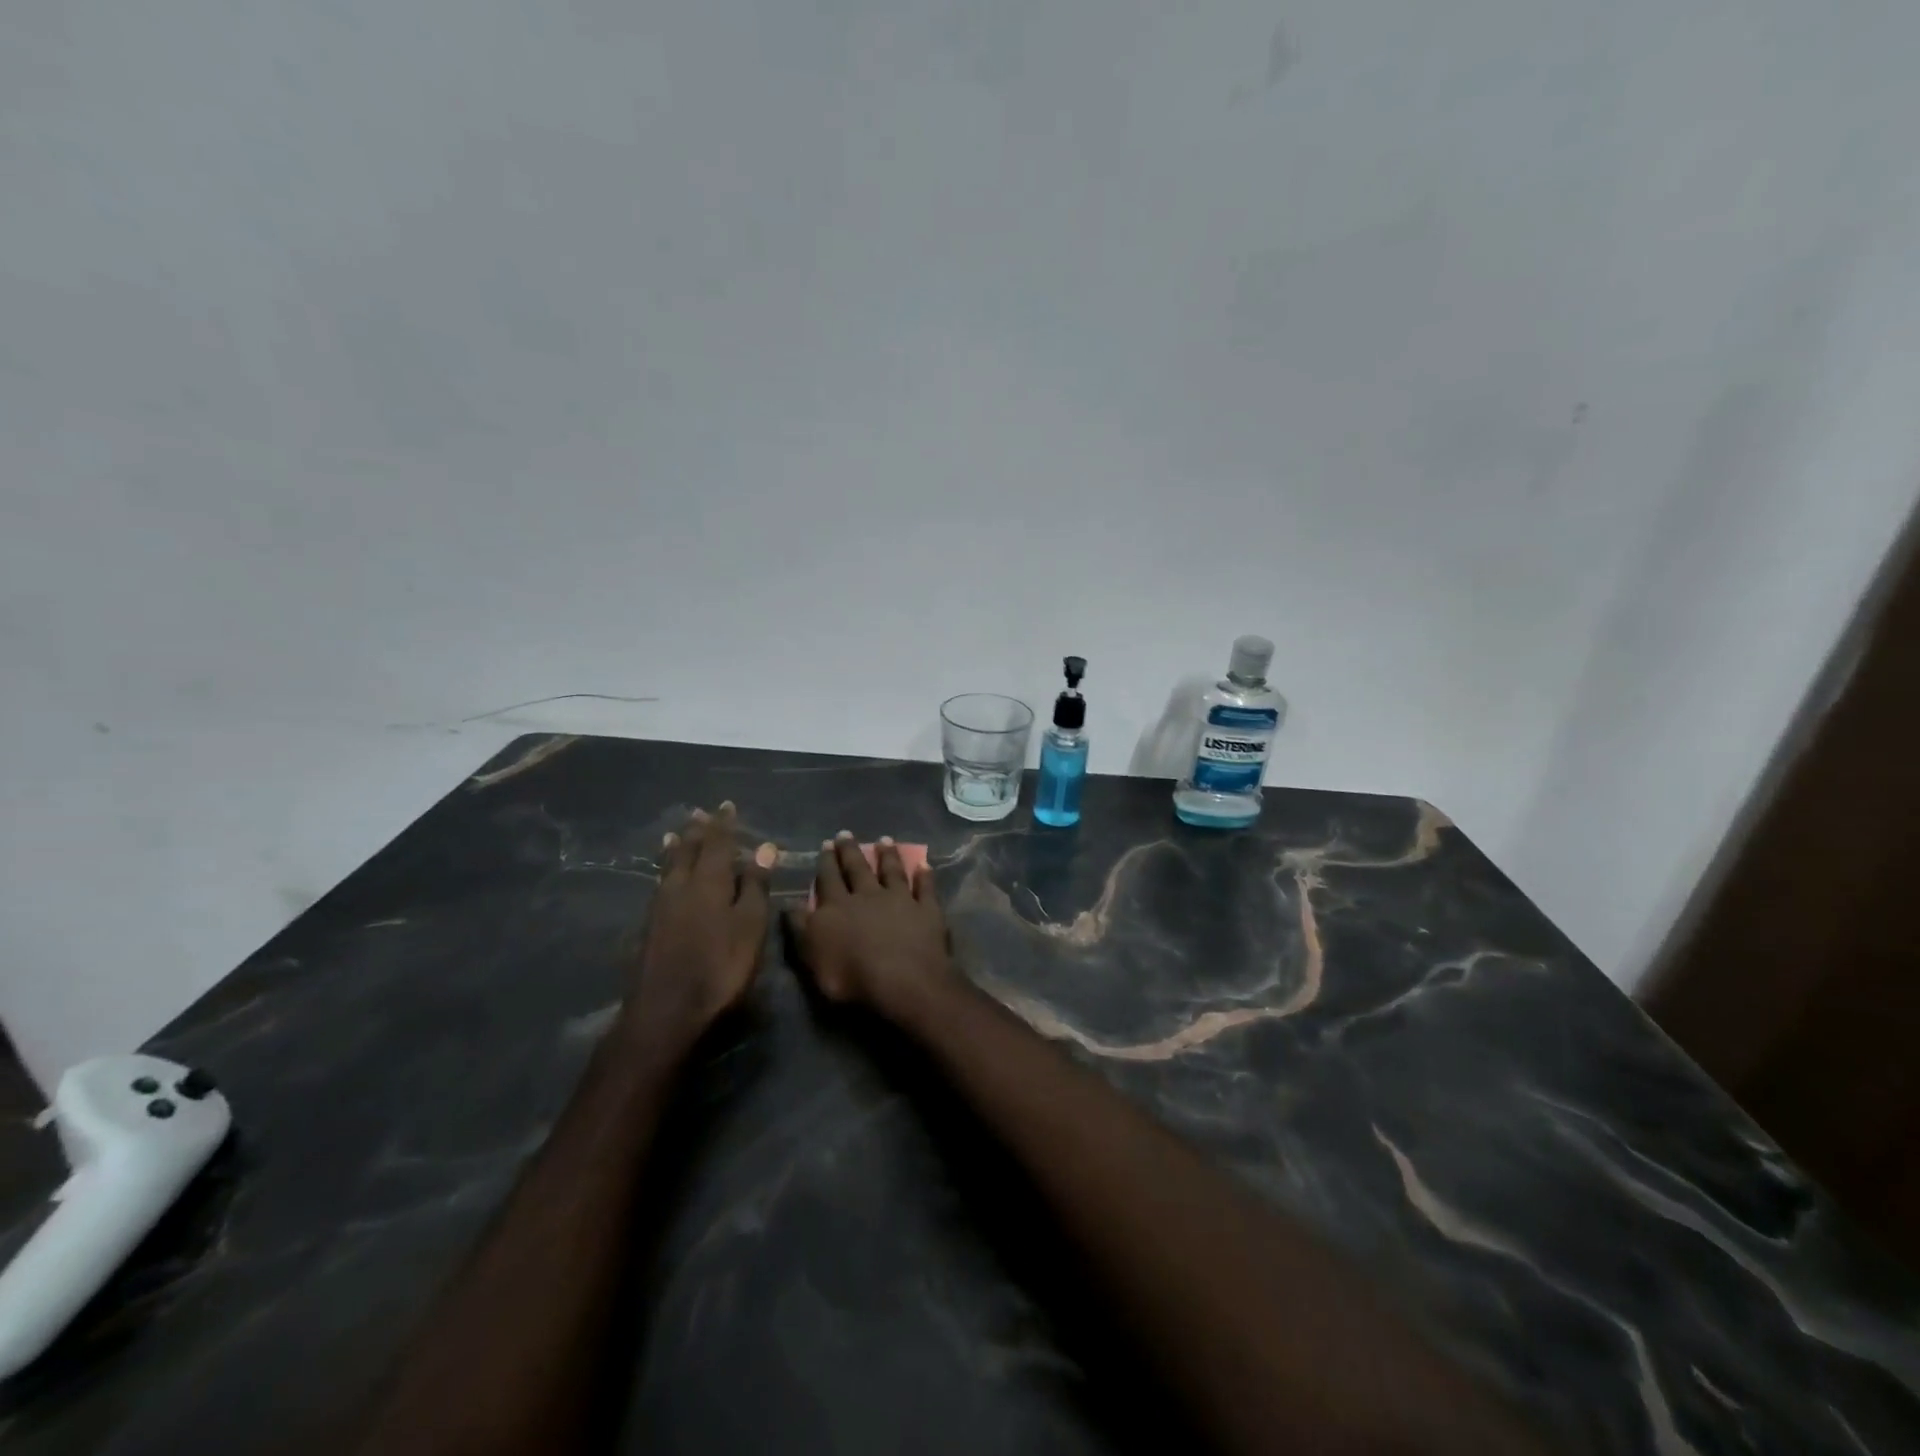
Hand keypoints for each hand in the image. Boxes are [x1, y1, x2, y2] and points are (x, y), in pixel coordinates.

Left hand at [626, 804, 774, 1055]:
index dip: (723, 824)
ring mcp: (661, 907)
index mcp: (709, 883)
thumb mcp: (750, 927)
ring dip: (676, 847)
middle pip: (688, 850)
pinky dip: (665, 869)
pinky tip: (664, 877)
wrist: (666, 1012)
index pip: (718, 844)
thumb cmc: (720, 968)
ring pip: (669, 866)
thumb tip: (764, 847)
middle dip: (697, 831)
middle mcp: (681, 887)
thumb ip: (755, 886)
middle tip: (699, 813)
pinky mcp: (649, 927)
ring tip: (674, 834)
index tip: (726, 805)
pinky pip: (660, 883)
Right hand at [788, 832, 956, 1022]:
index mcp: (838, 907)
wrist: (902, 981)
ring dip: (888, 855)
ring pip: (892, 872)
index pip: (828, 879)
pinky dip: (925, 877)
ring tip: (884, 840)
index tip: (825, 843)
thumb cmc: (851, 977)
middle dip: (851, 851)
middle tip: (846, 833)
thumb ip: (800, 928)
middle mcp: (868, 896)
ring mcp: (900, 900)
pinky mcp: (927, 910)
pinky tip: (924, 865)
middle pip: (858, 869)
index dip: (826, 862)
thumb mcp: (812, 956)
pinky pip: (926, 889)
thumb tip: (789, 904)